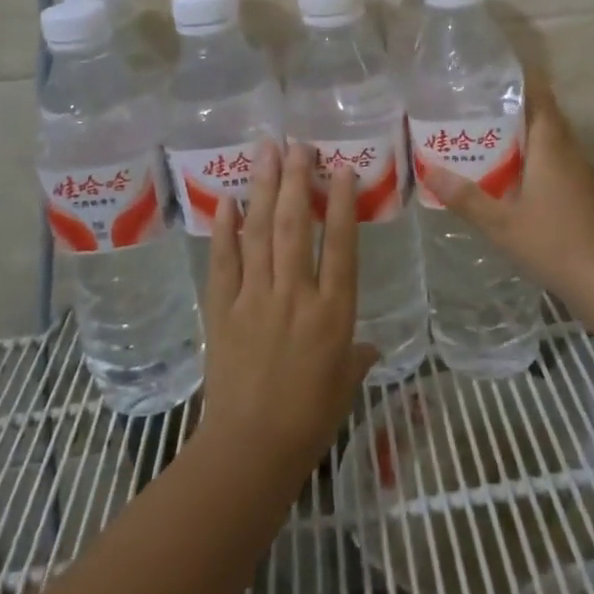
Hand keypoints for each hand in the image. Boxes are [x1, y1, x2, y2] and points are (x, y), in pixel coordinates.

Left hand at [198, 141, 377, 479]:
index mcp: (333, 311)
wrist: (251, 449)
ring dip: (262, 189)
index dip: (341, 202)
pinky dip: (224, 230)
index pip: (339, 244)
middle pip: (294, 226)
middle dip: (295, 180)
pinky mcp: (222, 310)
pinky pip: (223, 262)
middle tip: (297, 144)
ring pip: (258, 233)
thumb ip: (359, 355)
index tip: (341, 168)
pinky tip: (226, 200)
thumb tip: (371, 346)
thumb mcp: (347, 382)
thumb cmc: (311, 417)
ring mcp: (255, 299)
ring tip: (265, 153)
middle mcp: (295, 295)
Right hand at [426, 73, 593, 304]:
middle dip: (511, 107)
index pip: (539, 95)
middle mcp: (570, 150)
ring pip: (549, 140)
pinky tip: (509, 176)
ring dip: (521, 135)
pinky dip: (532, 158)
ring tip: (482, 136)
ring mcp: (581, 173)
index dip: (518, 79)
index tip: (488, 73)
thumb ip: (466, 197)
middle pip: (542, 115)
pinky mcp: (584, 193)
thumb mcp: (501, 223)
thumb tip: (429, 170)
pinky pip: (555, 161)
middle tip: (472, 106)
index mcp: (551, 145)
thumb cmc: (555, 243)